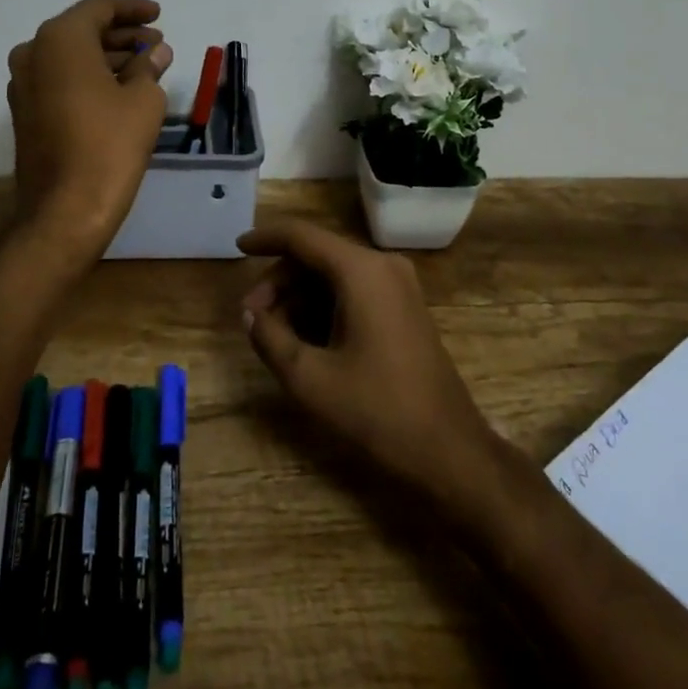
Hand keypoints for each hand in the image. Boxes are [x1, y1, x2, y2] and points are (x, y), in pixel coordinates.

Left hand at [7, 0, 174, 256]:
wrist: (64, 210)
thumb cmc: (109, 145)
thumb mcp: (143, 100)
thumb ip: (149, 66)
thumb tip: (155, 52)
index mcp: (60, 39)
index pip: (100, 7)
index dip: (133, 8)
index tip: (160, 14)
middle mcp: (33, 52)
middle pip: (83, 30)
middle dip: (122, 34)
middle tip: (156, 42)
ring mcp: (23, 84)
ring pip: (70, 56)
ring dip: (107, 56)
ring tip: (146, 65)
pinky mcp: (25, 112)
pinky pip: (60, 78)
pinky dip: (89, 75)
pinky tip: (120, 88)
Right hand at [239, 220, 496, 508]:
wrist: (450, 452)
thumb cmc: (378, 412)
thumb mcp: (310, 379)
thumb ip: (270, 337)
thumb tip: (251, 313)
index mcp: (361, 271)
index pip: (302, 236)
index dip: (266, 238)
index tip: (237, 247)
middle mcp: (382, 266)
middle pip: (317, 256)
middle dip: (280, 281)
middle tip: (253, 317)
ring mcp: (399, 286)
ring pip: (334, 274)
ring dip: (300, 297)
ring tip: (275, 335)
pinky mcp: (405, 307)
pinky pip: (354, 291)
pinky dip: (324, 306)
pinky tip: (306, 339)